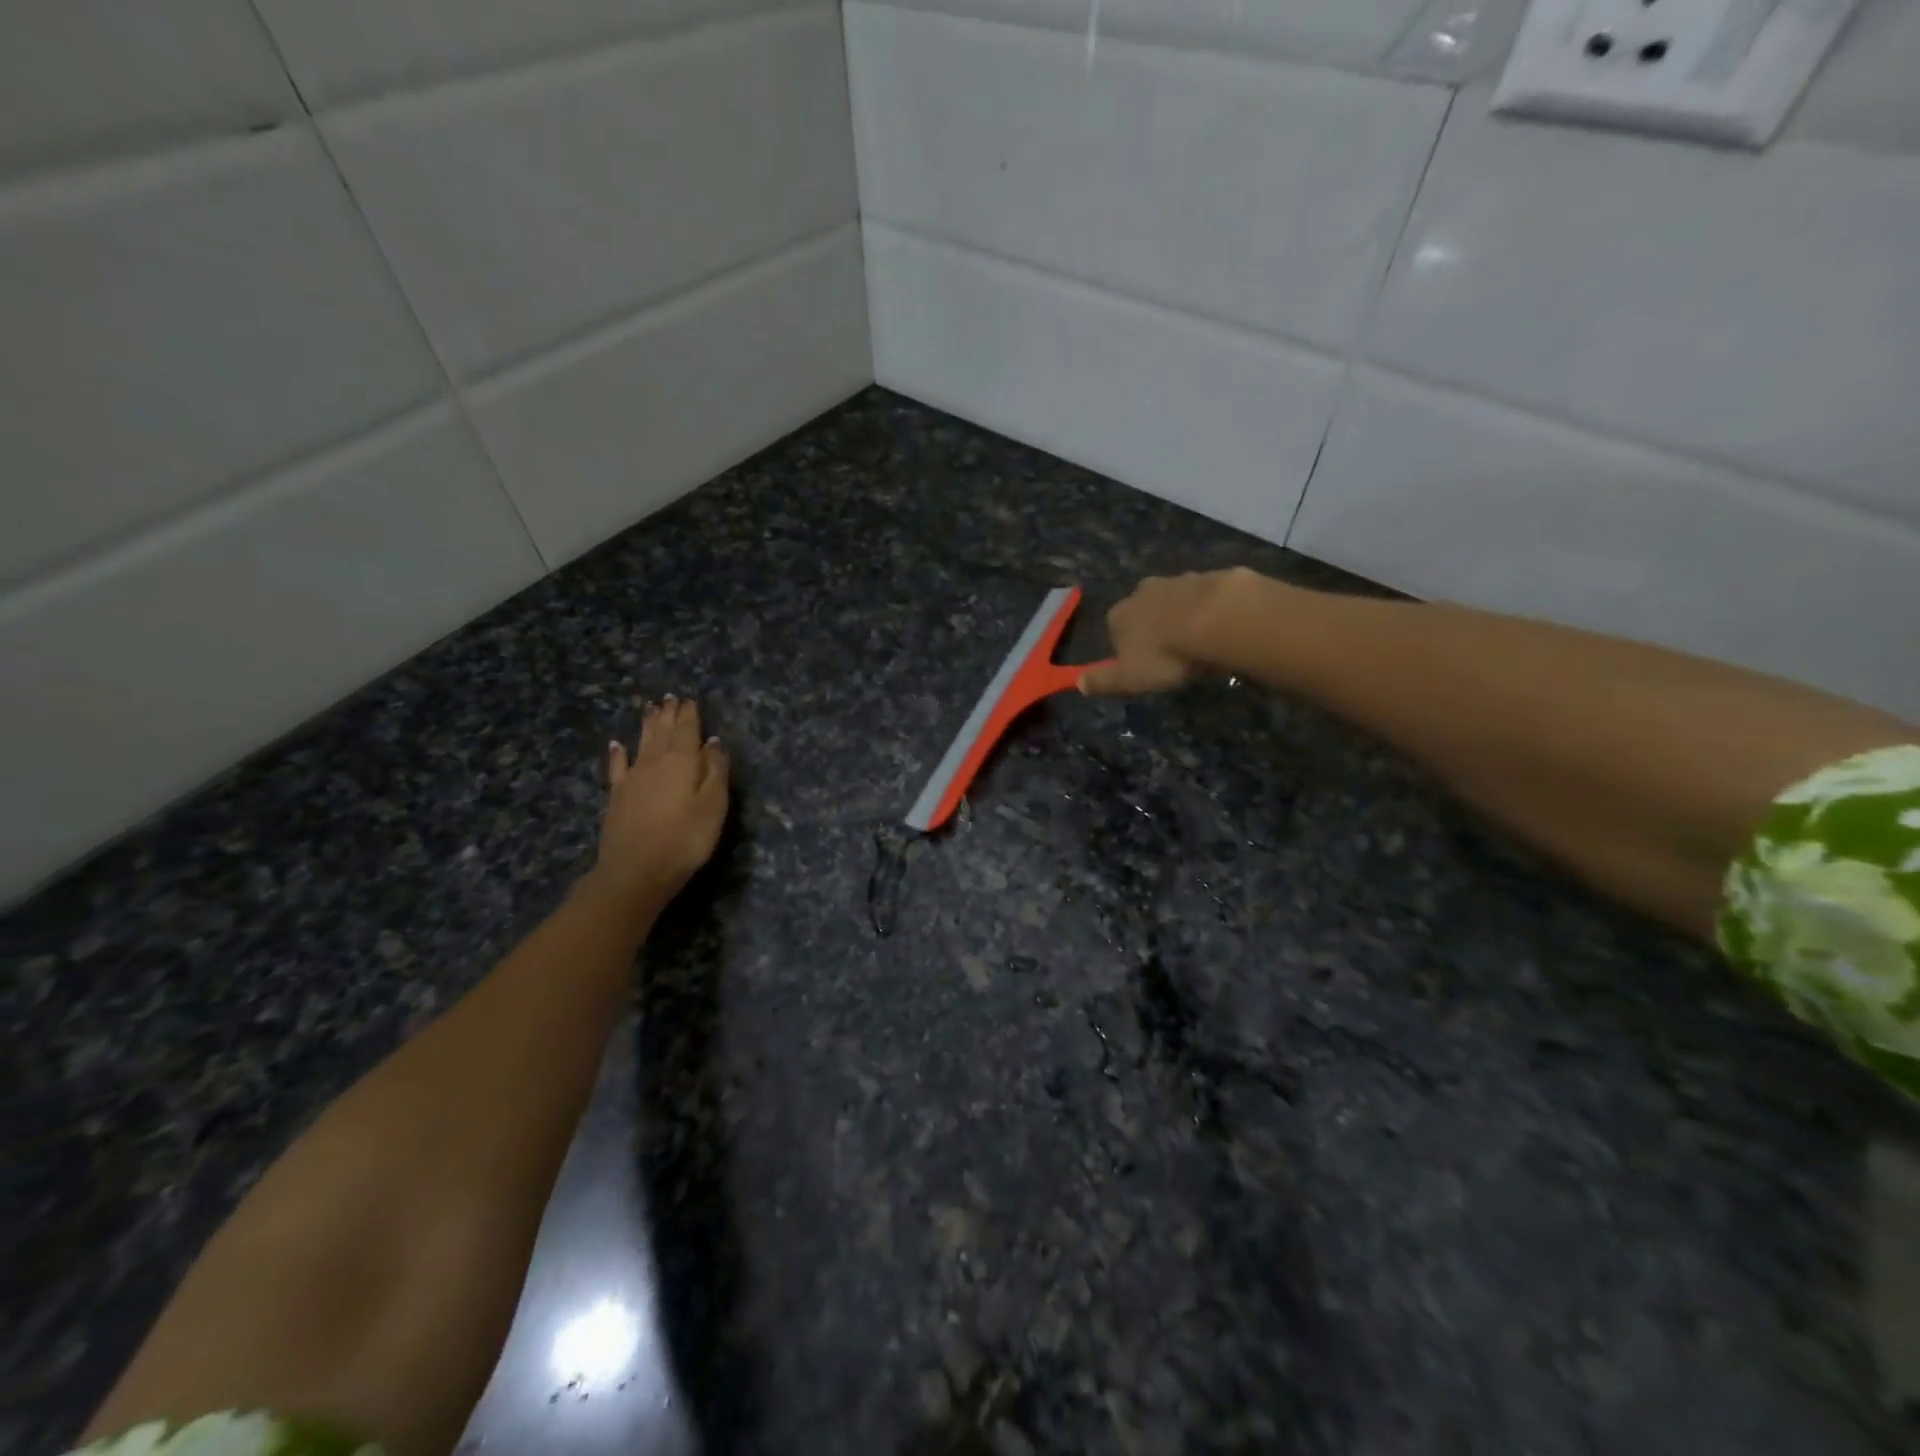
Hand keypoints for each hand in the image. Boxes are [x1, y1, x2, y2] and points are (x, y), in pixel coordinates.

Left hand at [596, 696, 730, 899]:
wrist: (636, 870)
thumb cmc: (685, 839)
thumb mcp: (714, 805)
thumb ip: (715, 770)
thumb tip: (714, 741)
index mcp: (682, 762)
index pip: (687, 730)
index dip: (690, 715)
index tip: (690, 700)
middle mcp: (655, 762)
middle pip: (662, 732)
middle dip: (668, 714)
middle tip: (670, 697)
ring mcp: (632, 779)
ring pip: (641, 743)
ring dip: (647, 725)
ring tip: (650, 708)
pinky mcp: (616, 796)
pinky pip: (617, 766)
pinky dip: (618, 753)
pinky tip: (616, 744)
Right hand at [1079, 570, 1243, 696]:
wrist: (1217, 619)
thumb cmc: (1166, 654)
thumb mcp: (1129, 678)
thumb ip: (1103, 680)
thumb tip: (1077, 683)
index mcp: (1119, 615)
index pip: (1114, 631)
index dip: (1126, 649)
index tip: (1143, 667)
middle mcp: (1143, 591)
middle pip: (1143, 610)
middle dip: (1153, 627)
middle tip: (1172, 653)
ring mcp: (1177, 580)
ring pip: (1174, 600)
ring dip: (1181, 616)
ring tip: (1199, 641)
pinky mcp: (1210, 576)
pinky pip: (1205, 596)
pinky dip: (1209, 609)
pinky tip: (1222, 627)